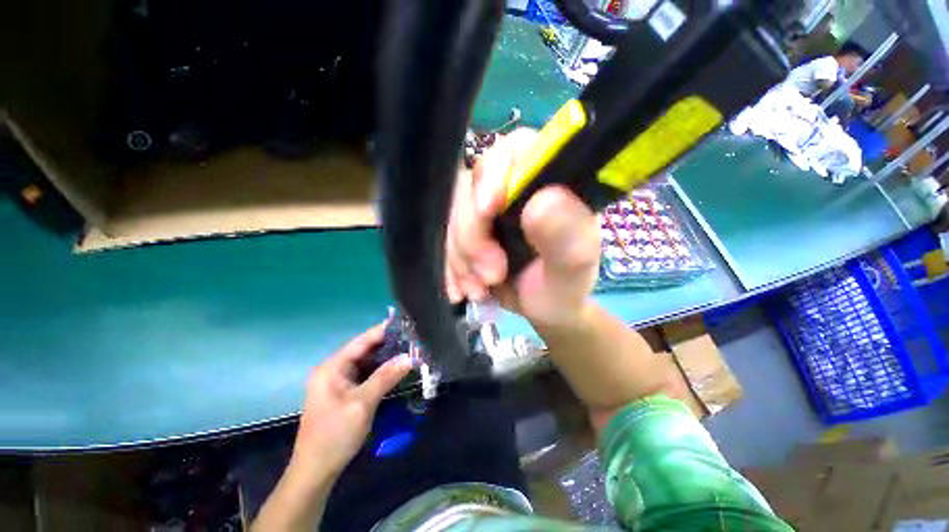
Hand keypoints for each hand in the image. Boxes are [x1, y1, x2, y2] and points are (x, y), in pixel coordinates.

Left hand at [254, 324, 411, 531]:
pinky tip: (396, 369)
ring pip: (366, 362)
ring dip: (386, 357)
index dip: (384, 330)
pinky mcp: (344, 392)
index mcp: (332, 367)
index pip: (362, 340)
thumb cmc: (335, 434)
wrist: (315, 471)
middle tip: (412, 339)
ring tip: (409, 350)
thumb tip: (410, 357)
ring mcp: (338, 381)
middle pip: (365, 349)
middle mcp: (334, 369)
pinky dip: (380, 370)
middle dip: (388, 344)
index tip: (405, 323)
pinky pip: (365, 374)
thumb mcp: (363, 403)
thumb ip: (386, 376)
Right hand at [445, 128, 600, 328]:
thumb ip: (568, 237)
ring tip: (478, 288)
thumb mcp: (571, 270)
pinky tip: (462, 288)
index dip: (493, 176)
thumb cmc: (562, 289)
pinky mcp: (466, 227)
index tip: (487, 212)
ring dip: (459, 256)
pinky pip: (442, 237)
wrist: (539, 310)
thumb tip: (544, 200)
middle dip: (472, 236)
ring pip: (451, 214)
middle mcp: (512, 186)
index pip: (514, 151)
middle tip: (490, 275)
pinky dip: (449, 265)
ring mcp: (484, 206)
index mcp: (547, 181)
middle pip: (471, 186)